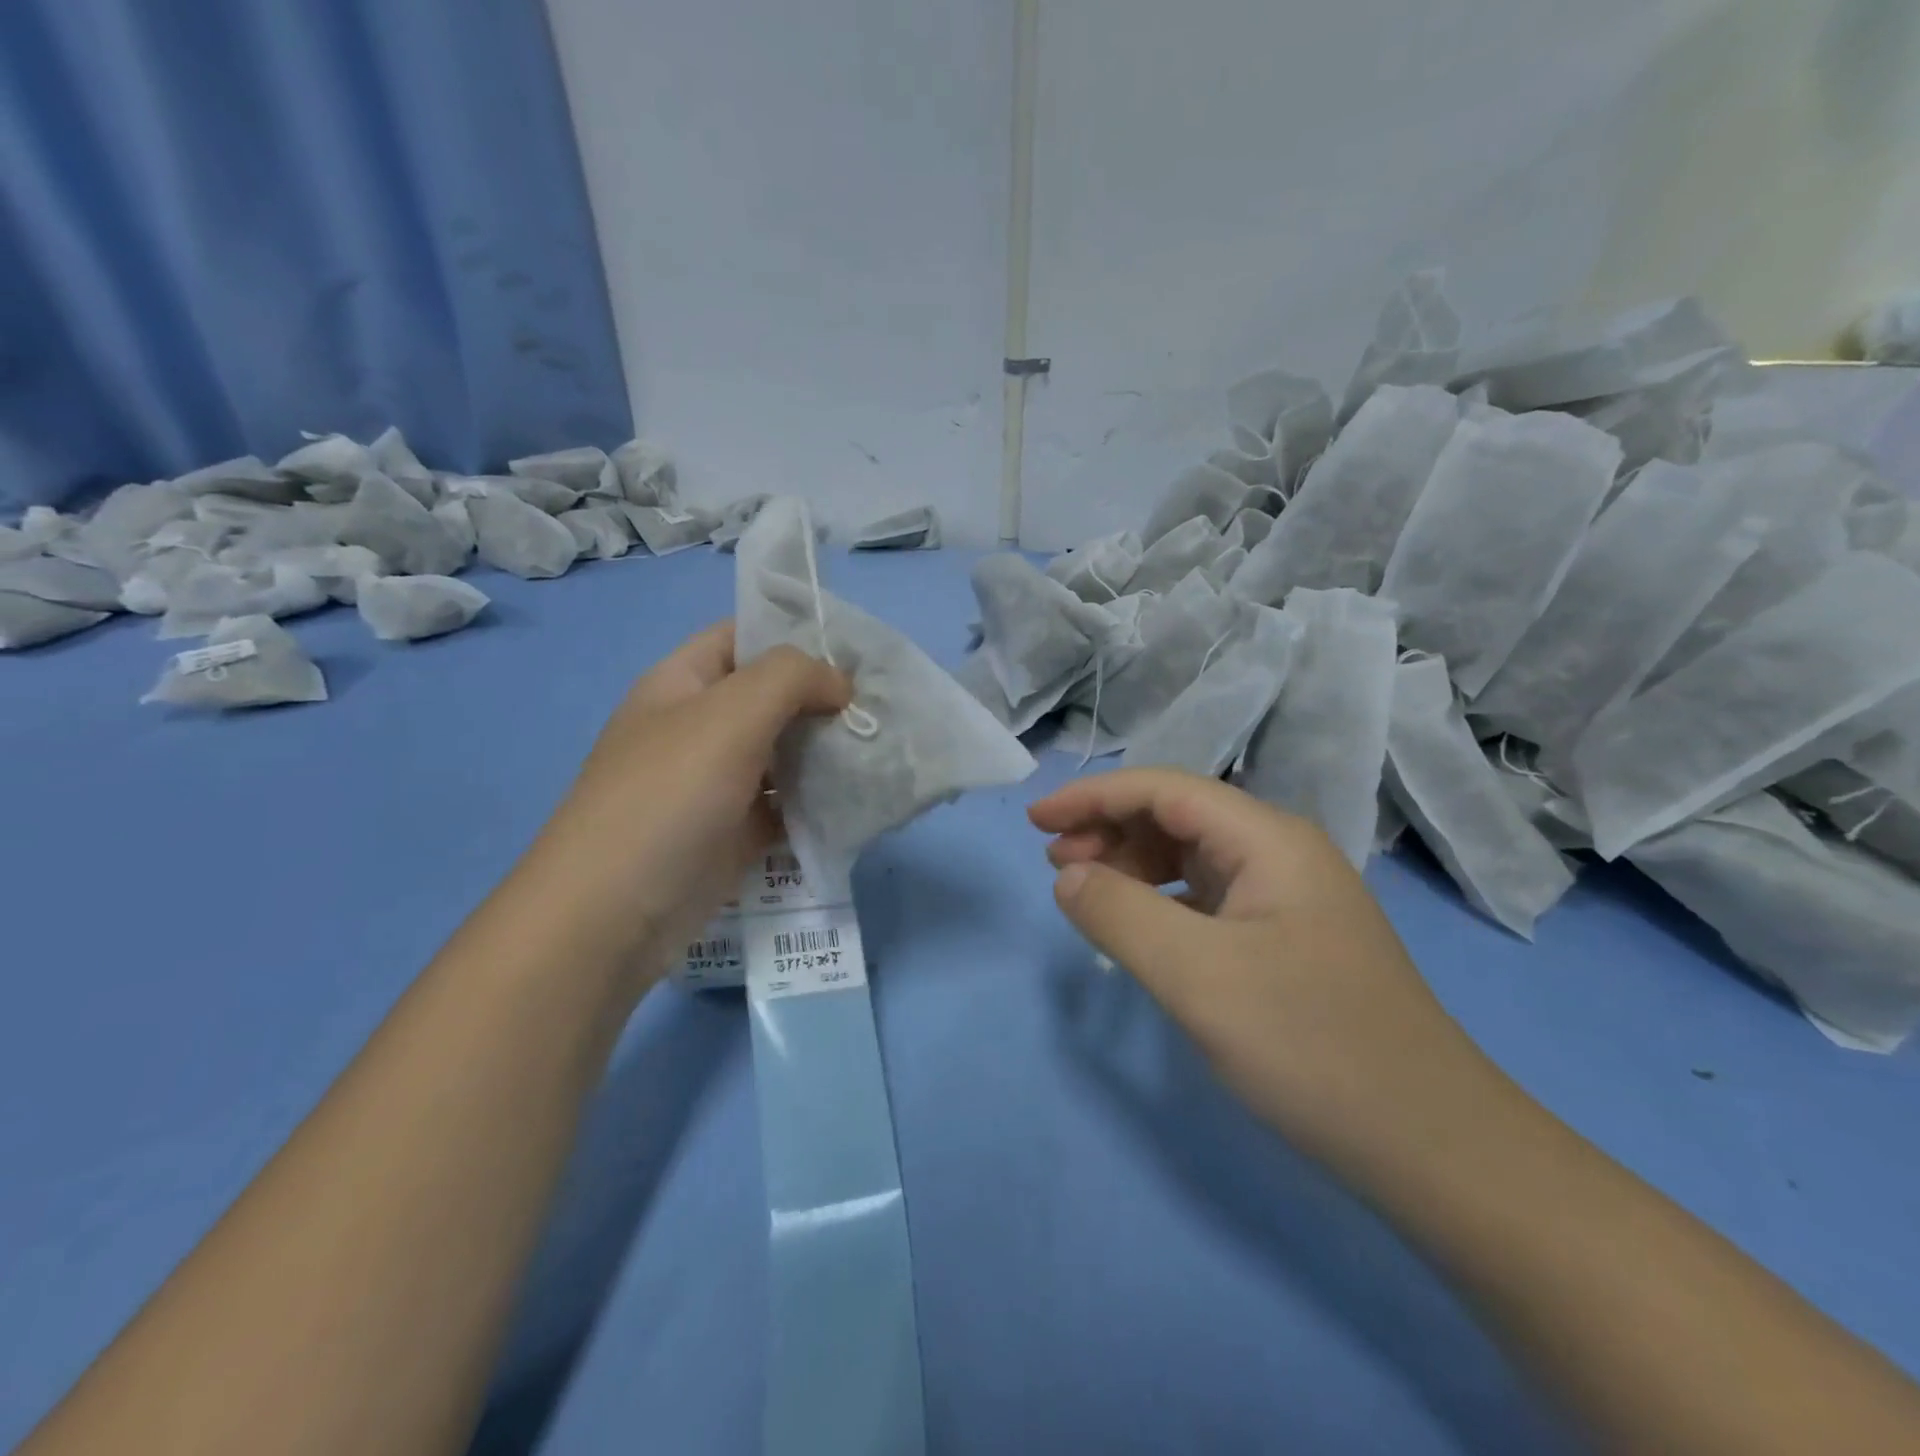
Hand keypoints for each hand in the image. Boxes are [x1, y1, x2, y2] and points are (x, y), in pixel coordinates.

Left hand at [512, 623, 848, 992]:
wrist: (615, 913)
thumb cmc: (668, 795)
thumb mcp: (730, 713)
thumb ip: (792, 678)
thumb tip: (838, 685)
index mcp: (682, 683)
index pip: (743, 636)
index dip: (797, 634)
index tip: (857, 652)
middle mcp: (699, 727)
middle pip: (771, 697)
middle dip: (825, 697)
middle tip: (882, 706)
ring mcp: (716, 783)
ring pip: (783, 752)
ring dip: (828, 750)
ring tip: (883, 747)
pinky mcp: (735, 832)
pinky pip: (786, 803)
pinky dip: (819, 799)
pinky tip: (860, 796)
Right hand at [1030, 768, 1494, 1173]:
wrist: (1432, 1147)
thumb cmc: (1311, 1046)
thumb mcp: (1198, 976)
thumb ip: (1119, 914)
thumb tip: (1068, 875)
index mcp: (1268, 840)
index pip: (1163, 789)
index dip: (1093, 796)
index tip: (1035, 821)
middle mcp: (1281, 853)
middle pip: (1177, 815)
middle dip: (1109, 828)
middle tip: (1053, 863)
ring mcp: (1288, 897)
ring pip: (1190, 855)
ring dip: (1132, 862)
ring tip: (1084, 890)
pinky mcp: (1286, 938)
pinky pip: (1206, 896)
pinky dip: (1160, 899)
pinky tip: (1139, 924)